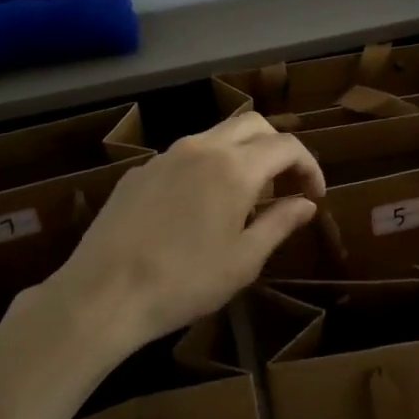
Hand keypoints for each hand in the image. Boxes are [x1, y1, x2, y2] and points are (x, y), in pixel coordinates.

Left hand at [32, 113, 324, 357]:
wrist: (103, 294)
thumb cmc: (185, 282)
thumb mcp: (244, 260)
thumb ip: (280, 223)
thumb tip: (305, 204)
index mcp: (234, 167)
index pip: (287, 145)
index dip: (309, 166)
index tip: (315, 195)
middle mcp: (201, 148)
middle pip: (253, 125)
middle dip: (278, 148)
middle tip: (286, 185)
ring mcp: (165, 156)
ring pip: (216, 135)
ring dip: (242, 153)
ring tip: (247, 195)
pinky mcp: (138, 172)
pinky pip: (184, 155)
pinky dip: (207, 166)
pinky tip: (199, 206)